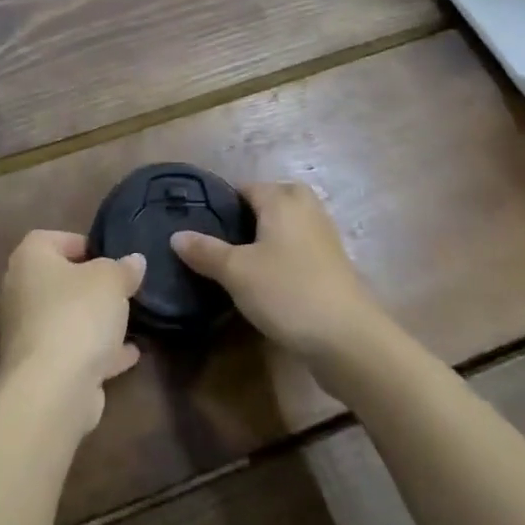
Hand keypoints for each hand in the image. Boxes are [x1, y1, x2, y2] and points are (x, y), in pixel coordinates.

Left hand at [0, 231, 145, 436]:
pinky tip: (130, 354)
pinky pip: (72, 350)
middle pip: (59, 280)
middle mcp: (20, 292)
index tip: (111, 256)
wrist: (53, 389)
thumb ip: (123, 268)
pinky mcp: (39, 368)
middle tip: (122, 288)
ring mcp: (26, 332)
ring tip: (131, 320)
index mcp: (29, 259)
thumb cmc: (78, 315)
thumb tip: (133, 261)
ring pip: (66, 318)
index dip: (82, 243)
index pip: (51, 238)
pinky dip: (97, 351)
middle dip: (91, 285)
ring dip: (95, 321)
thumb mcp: (111, 280)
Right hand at [172, 182, 380, 359]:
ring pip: (289, 223)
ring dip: (268, 235)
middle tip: (223, 239)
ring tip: (240, 259)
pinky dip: (284, 254)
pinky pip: (300, 246)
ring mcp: (324, 236)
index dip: (222, 201)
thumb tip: (176, 235)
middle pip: (273, 199)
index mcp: (282, 200)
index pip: (246, 187)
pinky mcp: (333, 264)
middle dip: (250, 213)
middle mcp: (306, 209)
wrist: (348, 338)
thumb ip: (205, 251)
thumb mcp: (236, 272)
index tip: (199, 221)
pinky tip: (268, 279)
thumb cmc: (287, 292)